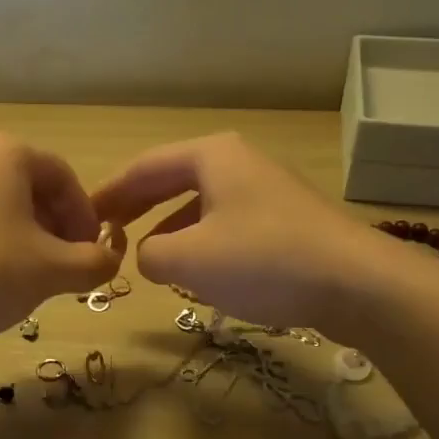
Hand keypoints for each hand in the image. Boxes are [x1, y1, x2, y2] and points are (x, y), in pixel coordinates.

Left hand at [0, 132, 122, 348]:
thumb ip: (94, 262)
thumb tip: (110, 259)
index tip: (91, 253)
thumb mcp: (52, 271)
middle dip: (52, 227)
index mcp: (3, 152)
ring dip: (19, 236)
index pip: (63, 177)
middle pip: (25, 187)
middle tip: (61, 267)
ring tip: (23, 277)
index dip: (86, 216)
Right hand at [90, 132, 399, 330]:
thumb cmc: (263, 260)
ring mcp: (266, 189)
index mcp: (211, 156)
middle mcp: (238, 162)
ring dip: (170, 227)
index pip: (144, 167)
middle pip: (173, 180)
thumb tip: (146, 254)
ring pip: (201, 203)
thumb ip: (149, 254)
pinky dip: (202, 240)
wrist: (355, 282)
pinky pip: (228, 222)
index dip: (109, 193)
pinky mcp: (286, 219)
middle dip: (137, 206)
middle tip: (106, 231)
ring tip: (147, 255)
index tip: (83, 217)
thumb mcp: (189, 259)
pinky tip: (199, 269)